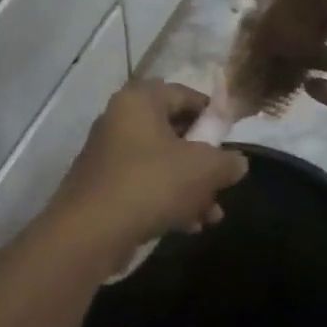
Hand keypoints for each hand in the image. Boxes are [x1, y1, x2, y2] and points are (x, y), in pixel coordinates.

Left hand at [49, 81, 249, 256]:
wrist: (89, 232)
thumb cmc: (151, 184)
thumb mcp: (203, 170)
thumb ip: (227, 162)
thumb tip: (236, 163)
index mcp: (140, 101)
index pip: (184, 94)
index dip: (213, 114)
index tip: (231, 138)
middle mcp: (119, 120)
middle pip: (174, 132)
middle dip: (204, 162)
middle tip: (223, 184)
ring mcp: (108, 154)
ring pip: (161, 163)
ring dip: (190, 188)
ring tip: (211, 216)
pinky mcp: (102, 185)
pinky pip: (143, 184)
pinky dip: (167, 200)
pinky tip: (188, 226)